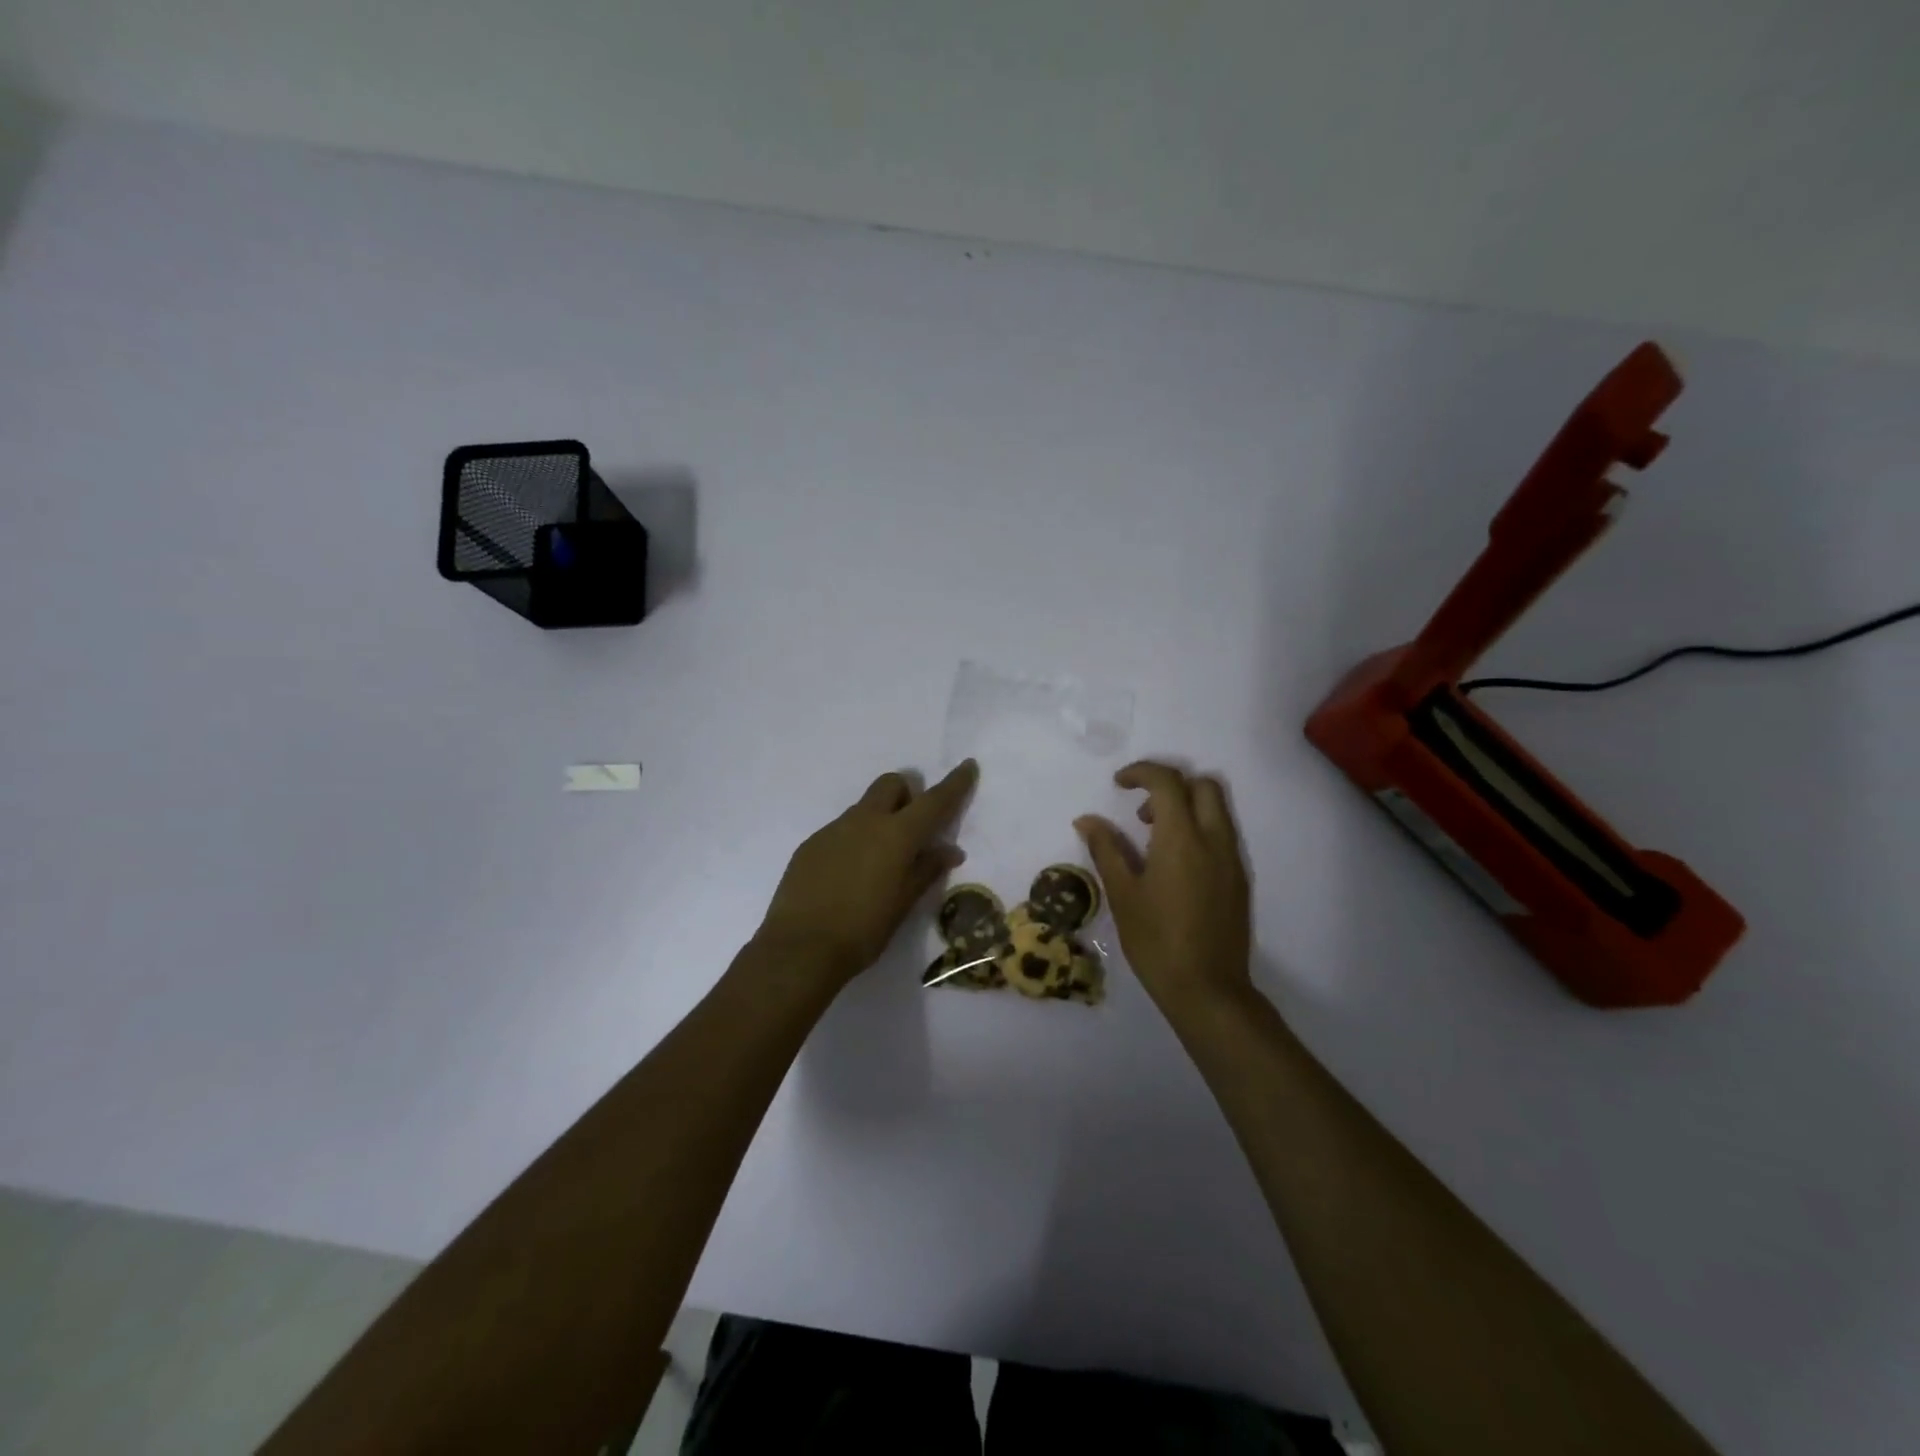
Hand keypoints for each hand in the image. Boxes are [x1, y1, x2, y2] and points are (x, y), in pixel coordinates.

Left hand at [755, 761, 978, 989]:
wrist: (800, 948)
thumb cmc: (864, 931)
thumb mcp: (904, 903)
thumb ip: (927, 870)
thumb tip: (950, 850)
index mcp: (896, 835)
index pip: (934, 801)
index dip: (954, 784)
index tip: (967, 766)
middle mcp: (865, 821)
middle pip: (891, 784)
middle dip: (907, 793)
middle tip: (912, 827)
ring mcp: (833, 829)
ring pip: (864, 807)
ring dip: (880, 818)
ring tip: (879, 861)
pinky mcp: (811, 844)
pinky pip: (841, 829)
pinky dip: (855, 839)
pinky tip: (849, 874)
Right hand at [1075, 761, 1252, 1018]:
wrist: (1208, 989)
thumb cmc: (1156, 941)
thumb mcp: (1123, 894)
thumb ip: (1106, 849)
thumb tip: (1087, 820)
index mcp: (1181, 839)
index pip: (1167, 781)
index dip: (1141, 772)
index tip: (1118, 784)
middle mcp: (1214, 840)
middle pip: (1203, 785)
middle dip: (1171, 785)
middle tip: (1141, 812)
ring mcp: (1232, 859)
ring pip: (1217, 808)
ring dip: (1187, 806)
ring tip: (1154, 839)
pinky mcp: (1239, 879)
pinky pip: (1223, 834)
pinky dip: (1199, 829)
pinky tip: (1175, 865)